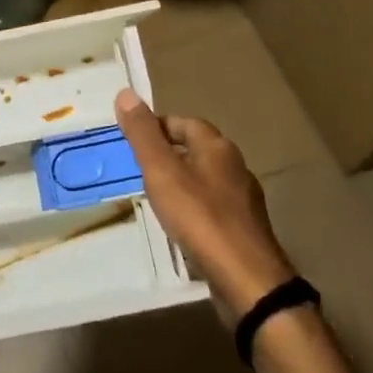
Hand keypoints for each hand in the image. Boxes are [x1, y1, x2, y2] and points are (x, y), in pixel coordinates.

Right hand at [115, 88, 295, 317]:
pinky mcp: (245, 229)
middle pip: (197, 149)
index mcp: (217, 147)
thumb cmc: (200, 218)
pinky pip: (214, 207)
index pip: (185, 122)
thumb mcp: (162, 172)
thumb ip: (143, 135)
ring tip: (156, 197)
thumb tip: (125, 93)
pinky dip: (195, 209)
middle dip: (170, 154)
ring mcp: (243, 200)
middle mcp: (235, 166)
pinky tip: (181, 226)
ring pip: (206, 179)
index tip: (135, 140)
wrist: (247, 279)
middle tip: (140, 168)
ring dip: (183, 182)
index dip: (159, 127)